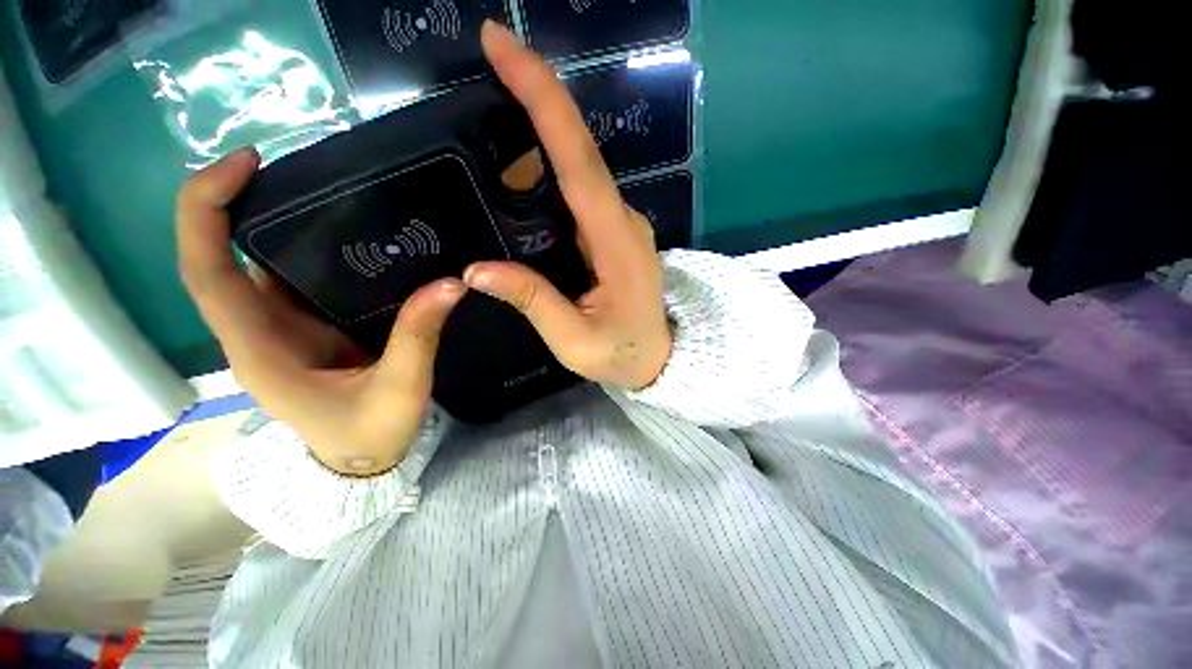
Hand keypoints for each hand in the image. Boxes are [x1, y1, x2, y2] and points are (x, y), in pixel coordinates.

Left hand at [176, 148, 464, 476]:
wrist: (361, 460)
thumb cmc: (369, 434)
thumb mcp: (399, 389)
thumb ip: (418, 336)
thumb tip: (450, 283)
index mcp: (261, 348)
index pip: (207, 272)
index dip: (206, 213)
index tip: (243, 165)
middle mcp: (258, 331)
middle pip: (221, 257)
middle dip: (237, 202)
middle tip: (295, 166)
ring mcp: (282, 329)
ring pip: (259, 264)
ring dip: (279, 223)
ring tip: (330, 192)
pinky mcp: (307, 329)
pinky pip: (297, 280)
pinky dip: (311, 250)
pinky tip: (351, 236)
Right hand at [467, 21, 672, 389]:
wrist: (659, 358)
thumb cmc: (623, 354)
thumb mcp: (575, 340)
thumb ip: (533, 302)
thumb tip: (476, 270)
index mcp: (617, 244)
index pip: (580, 163)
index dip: (545, 102)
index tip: (505, 48)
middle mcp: (622, 221)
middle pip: (578, 152)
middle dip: (535, 100)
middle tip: (487, 61)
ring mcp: (620, 223)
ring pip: (577, 168)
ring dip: (534, 139)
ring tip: (487, 126)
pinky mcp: (613, 231)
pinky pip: (579, 191)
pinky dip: (546, 172)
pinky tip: (516, 174)